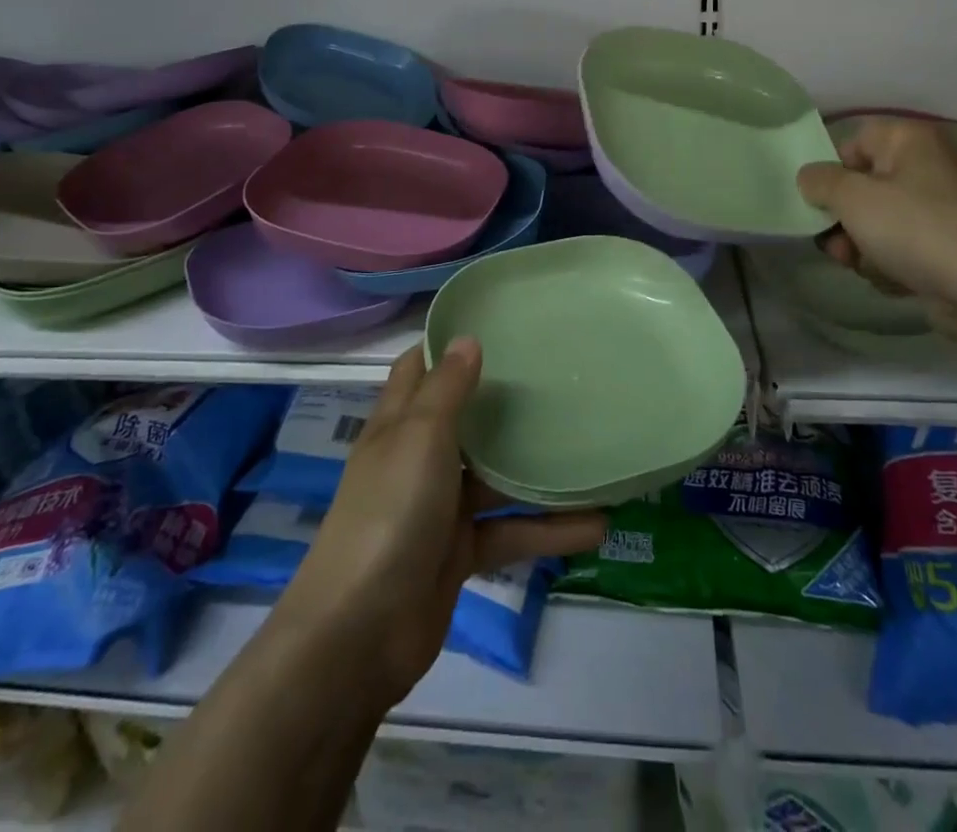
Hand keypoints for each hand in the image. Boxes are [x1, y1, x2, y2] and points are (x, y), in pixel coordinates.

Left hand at [280, 339, 605, 709]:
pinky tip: (597, 525)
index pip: (420, 369)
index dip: (449, 345)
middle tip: (559, 376)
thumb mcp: (419, 436)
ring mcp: (439, 508)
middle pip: (465, 420)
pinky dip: (548, 529)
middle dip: (504, 401)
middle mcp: (418, 459)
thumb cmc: (390, 511)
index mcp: (399, 424)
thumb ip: (447, 389)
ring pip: (496, 478)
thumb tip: (468, 338)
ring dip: (538, 470)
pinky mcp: (459, 554)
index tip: (497, 323)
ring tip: (591, 449)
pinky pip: (511, 531)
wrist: (359, 634)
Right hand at [795, 116, 956, 334]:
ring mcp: (941, 208)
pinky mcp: (947, 246)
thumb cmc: (912, 227)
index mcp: (910, 140)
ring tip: (860, 265)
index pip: (854, 141)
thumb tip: (809, 177)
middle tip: (834, 243)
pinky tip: (891, 278)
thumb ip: (819, 181)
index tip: (819, 200)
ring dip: (860, 245)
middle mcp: (928, 166)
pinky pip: (902, 247)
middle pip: (864, 186)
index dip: (832, 170)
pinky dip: (890, 262)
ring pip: (879, 221)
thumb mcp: (851, 197)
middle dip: (842, 218)